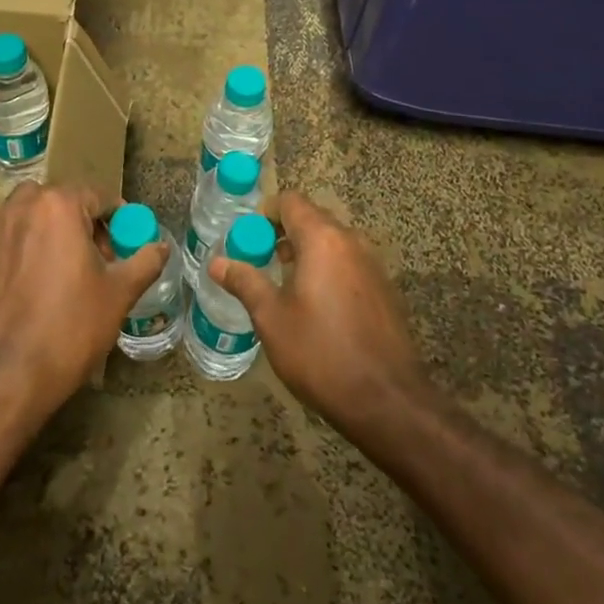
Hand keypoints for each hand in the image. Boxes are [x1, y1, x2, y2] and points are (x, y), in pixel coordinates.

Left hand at [0, 183, 167, 419]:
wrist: (8, 375)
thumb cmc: (70, 327)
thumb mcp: (120, 293)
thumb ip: (145, 261)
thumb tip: (161, 246)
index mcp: (60, 205)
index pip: (100, 197)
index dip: (118, 219)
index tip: (127, 244)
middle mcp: (24, 204)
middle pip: (65, 202)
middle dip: (85, 224)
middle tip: (100, 262)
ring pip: (33, 211)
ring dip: (52, 226)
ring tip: (65, 265)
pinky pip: (5, 229)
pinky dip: (20, 237)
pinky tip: (30, 267)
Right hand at [209, 192, 428, 437]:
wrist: (387, 401)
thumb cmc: (321, 354)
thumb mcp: (272, 318)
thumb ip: (245, 282)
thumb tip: (216, 262)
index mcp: (323, 239)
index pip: (291, 202)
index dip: (265, 213)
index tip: (246, 237)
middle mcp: (352, 242)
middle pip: (313, 219)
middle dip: (283, 233)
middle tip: (259, 260)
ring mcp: (373, 265)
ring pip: (333, 242)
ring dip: (306, 252)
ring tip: (283, 284)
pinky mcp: (384, 290)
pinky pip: (349, 264)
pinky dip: (328, 270)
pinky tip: (316, 306)